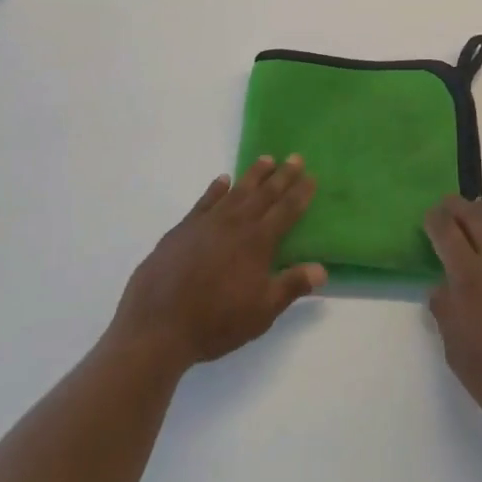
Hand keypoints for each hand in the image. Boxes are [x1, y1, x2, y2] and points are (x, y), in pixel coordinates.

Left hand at [110, 157, 325, 370]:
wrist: (159, 324)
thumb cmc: (216, 322)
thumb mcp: (262, 312)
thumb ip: (291, 286)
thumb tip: (322, 269)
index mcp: (258, 242)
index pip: (286, 210)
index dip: (300, 193)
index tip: (312, 176)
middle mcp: (235, 224)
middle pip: (264, 193)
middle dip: (282, 175)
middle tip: (295, 157)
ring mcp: (207, 222)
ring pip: (236, 191)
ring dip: (253, 174)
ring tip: (266, 159)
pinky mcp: (183, 228)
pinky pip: (205, 200)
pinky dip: (216, 188)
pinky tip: (222, 180)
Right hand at [425, 196, 481, 446]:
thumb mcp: (453, 347)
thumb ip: (444, 308)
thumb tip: (443, 286)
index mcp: (469, 277)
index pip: (446, 230)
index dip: (434, 219)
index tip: (428, 219)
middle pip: (474, 215)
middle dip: (455, 207)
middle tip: (446, 208)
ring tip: (475, 215)